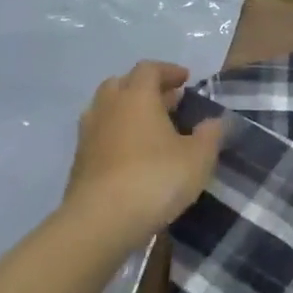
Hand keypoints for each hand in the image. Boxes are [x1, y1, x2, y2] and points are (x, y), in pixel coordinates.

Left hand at [61, 63, 222, 247]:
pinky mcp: (79, 163)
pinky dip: (117, 136)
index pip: (149, 69)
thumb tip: (214, 122)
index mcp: (137, 97)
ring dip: (127, 111)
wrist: (100, 223)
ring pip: (106, 110)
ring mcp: (89, 136)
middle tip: (167, 101)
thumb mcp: (199, 157)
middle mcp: (108, 109)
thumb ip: (210, 135)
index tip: (185, 80)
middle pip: (121, 84)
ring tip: (151, 127)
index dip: (169, 71)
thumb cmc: (155, 179)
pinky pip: (100, 136)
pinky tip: (134, 155)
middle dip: (144, 88)